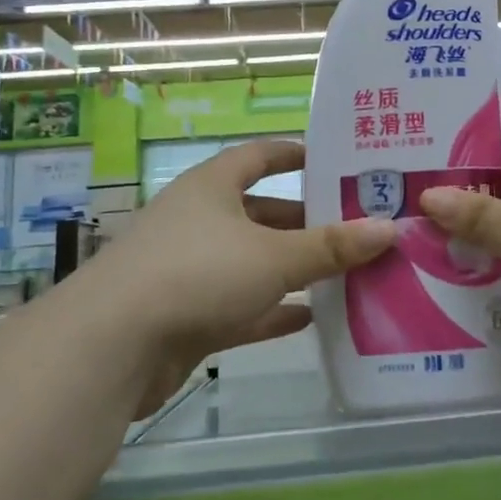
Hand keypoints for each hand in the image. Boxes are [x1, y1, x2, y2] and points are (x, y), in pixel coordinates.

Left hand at [88, 139, 394, 415]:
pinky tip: (309, 318)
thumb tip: (389, 228)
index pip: (258, 156)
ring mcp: (189, 269)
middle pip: (261, 213)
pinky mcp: (185, 315)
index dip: (293, 153)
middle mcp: (199, 220)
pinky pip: (240, 305)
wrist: (111, 346)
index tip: (332, 158)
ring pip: (252, 261)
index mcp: (212, 187)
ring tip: (345, 272)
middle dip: (305, 221)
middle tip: (356, 227)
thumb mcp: (274, 256)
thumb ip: (331, 246)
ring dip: (293, 268)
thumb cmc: (197, 273)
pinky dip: (271, 309)